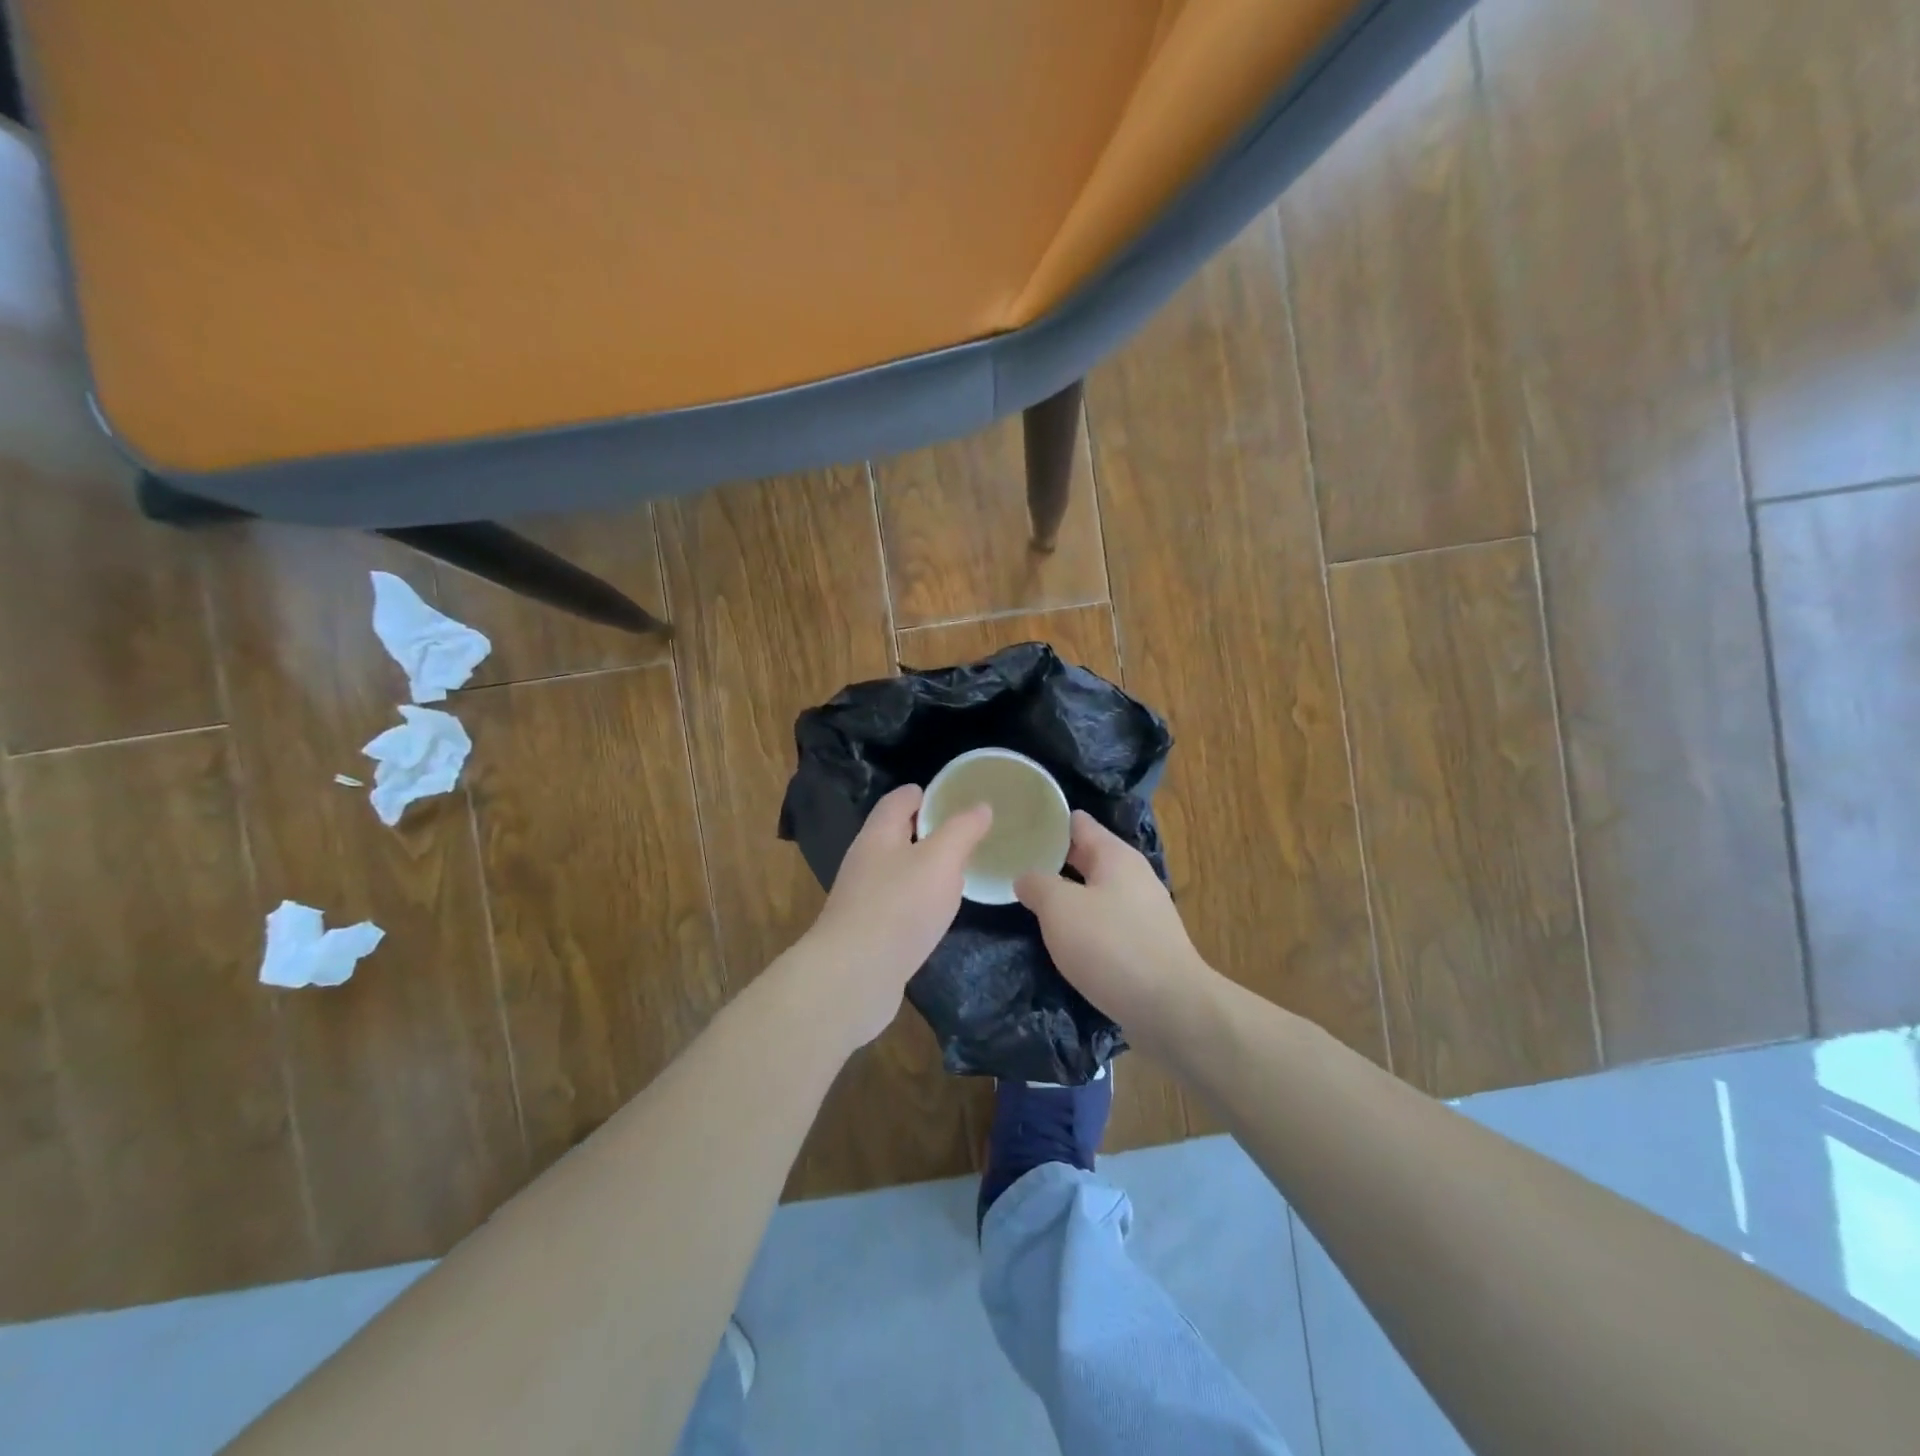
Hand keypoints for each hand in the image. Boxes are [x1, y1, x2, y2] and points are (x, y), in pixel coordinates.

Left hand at [797, 784, 992, 1049]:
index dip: (925, 793)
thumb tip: (981, 806)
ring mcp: (863, 897)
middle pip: (896, 834)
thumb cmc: (899, 906)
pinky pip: (897, 903)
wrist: (853, 976)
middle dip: (927, 830)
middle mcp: (866, 860)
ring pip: (897, 870)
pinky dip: (918, 899)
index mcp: (879, 835)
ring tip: (958, 870)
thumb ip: (962, 830)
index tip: (953, 795)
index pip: (899, 800)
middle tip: (965, 833)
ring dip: (924, 867)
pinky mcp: (867, 930)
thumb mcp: (941, 861)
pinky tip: (937, 912)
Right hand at [1015, 811, 1210, 1036]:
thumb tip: (1026, 877)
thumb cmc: (1111, 946)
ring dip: (1066, 894)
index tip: (1016, 824)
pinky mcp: (1145, 944)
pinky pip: (1105, 921)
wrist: (1170, 1008)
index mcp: (1115, 855)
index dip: (1046, 821)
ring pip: (1095, 891)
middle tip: (1012, 863)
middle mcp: (1133, 876)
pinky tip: (1062, 937)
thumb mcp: (1060, 908)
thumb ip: (1037, 884)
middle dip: (1052, 859)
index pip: (1077, 822)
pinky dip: (1082, 923)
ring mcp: (1142, 911)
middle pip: (1086, 856)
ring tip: (1030, 900)